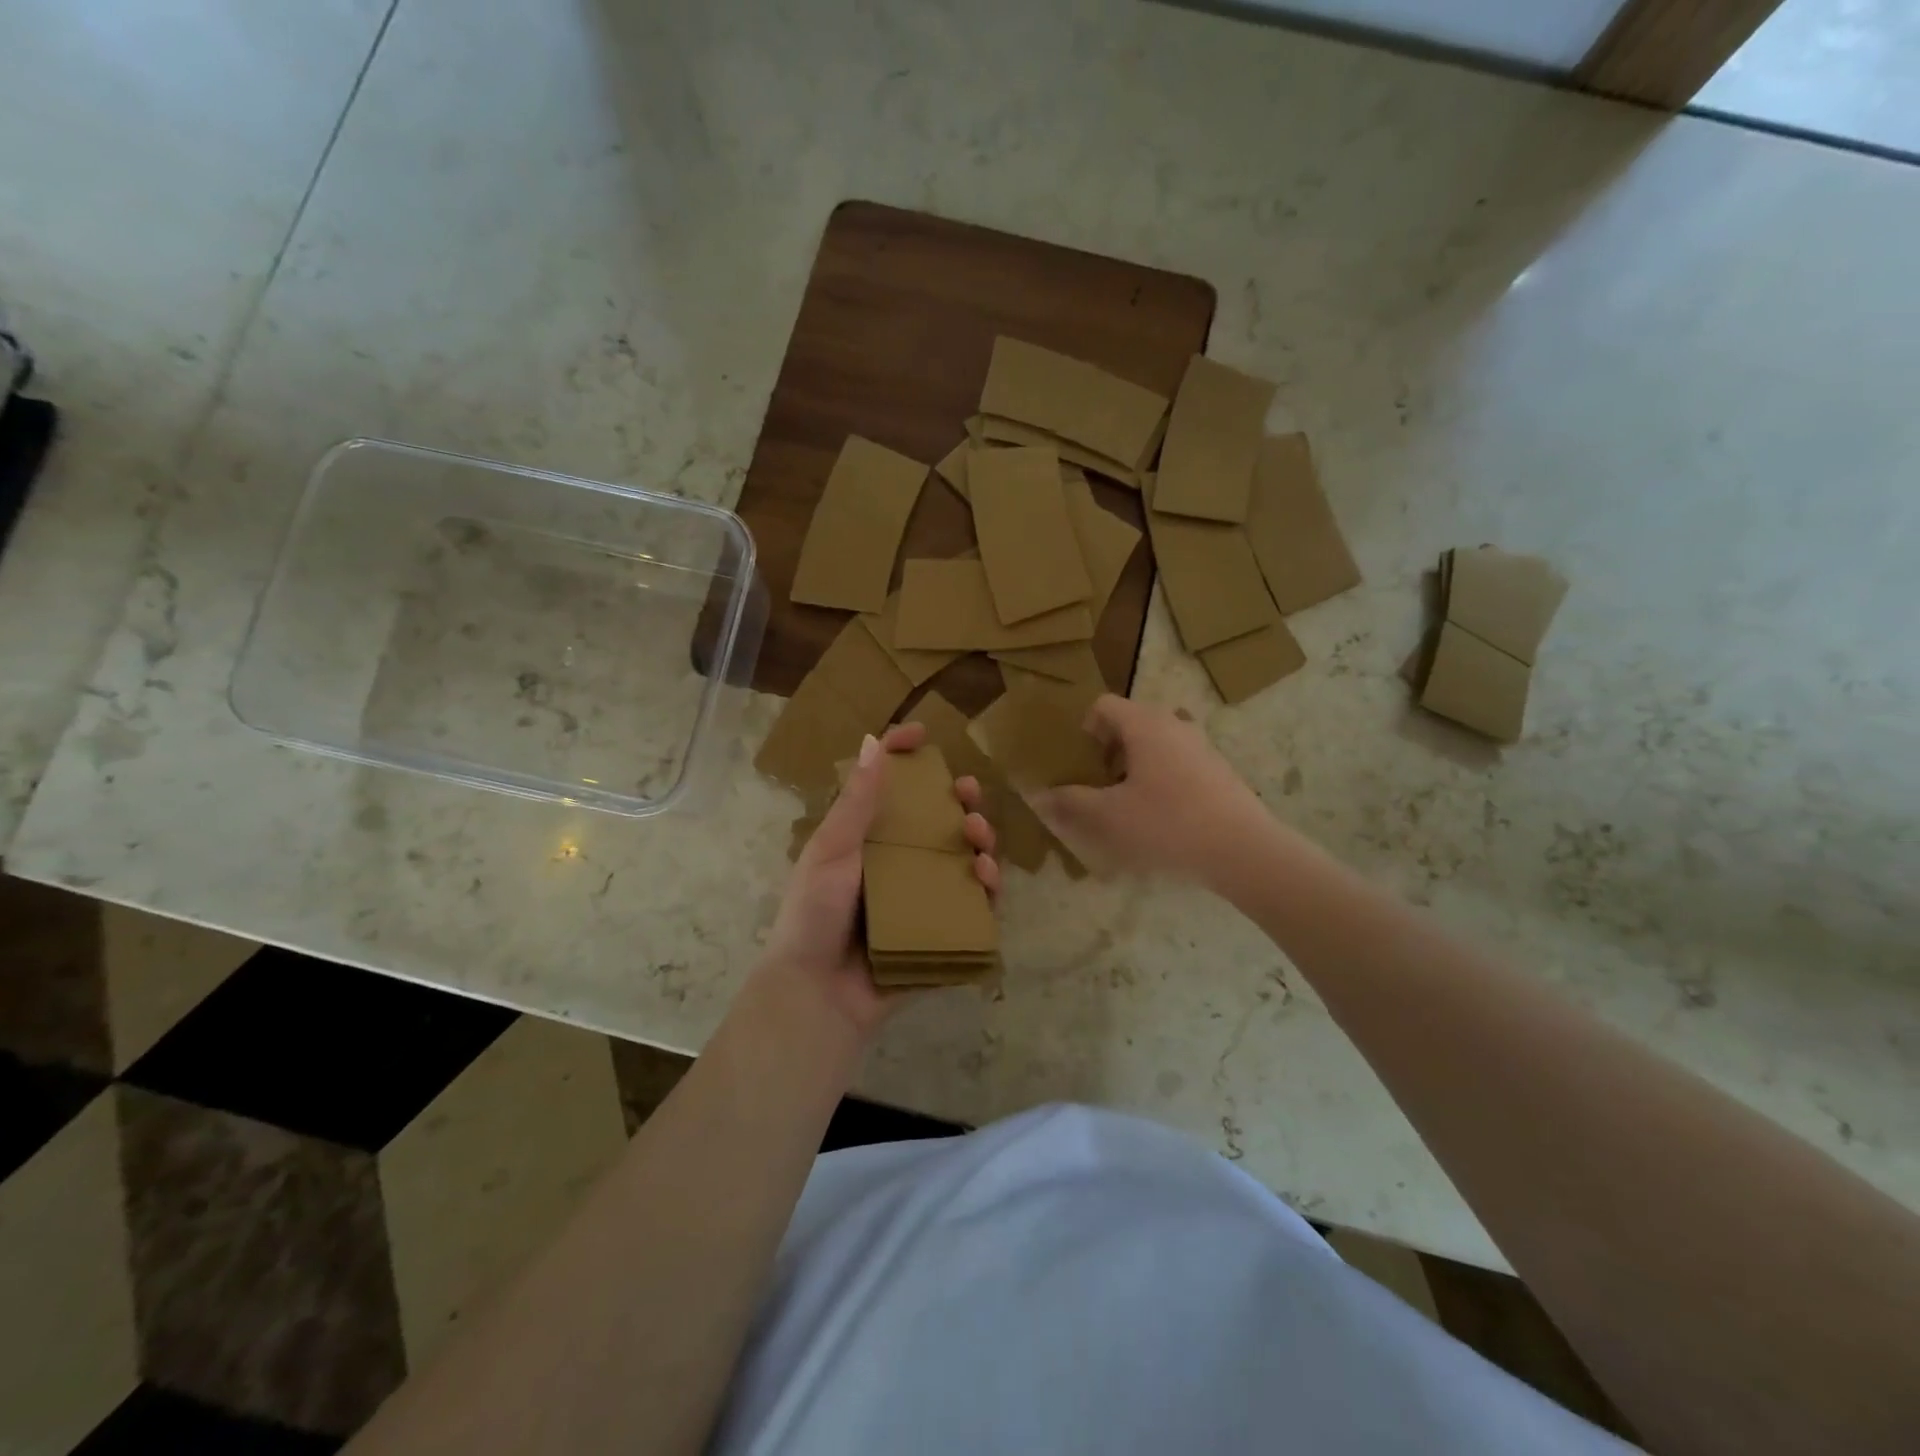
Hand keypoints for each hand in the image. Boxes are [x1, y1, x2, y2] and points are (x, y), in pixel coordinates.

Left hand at [760, 722, 999, 1040]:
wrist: (818, 992)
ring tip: (979, 837)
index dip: (905, 757)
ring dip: (980, 840)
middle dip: (960, 801)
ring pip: (964, 859)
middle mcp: (899, 864)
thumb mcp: (831, 851)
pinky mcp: (942, 932)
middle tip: (969, 794)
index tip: (922, 733)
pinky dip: (987, 889)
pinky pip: (974, 905)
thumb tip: (872, 743)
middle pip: (939, 822)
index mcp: (869, 841)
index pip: (890, 790)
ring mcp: (923, 899)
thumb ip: (856, 803)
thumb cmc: (815, 914)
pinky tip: (987, 877)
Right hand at [1030, 695, 1272, 889]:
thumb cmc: (1167, 824)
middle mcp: (1174, 724)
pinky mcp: (1218, 770)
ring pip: (1155, 744)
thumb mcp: (1108, 817)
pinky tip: (1160, 818)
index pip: (1103, 705)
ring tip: (1126, 803)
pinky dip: (1160, 779)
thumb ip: (1070, 803)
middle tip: (1096, 785)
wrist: (1243, 850)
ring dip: (1133, 766)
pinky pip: (1177, 762)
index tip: (1078, 762)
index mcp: (1144, 724)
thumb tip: (1039, 796)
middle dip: (1107, 750)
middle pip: (1129, 723)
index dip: (1083, 729)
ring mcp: (1201, 746)